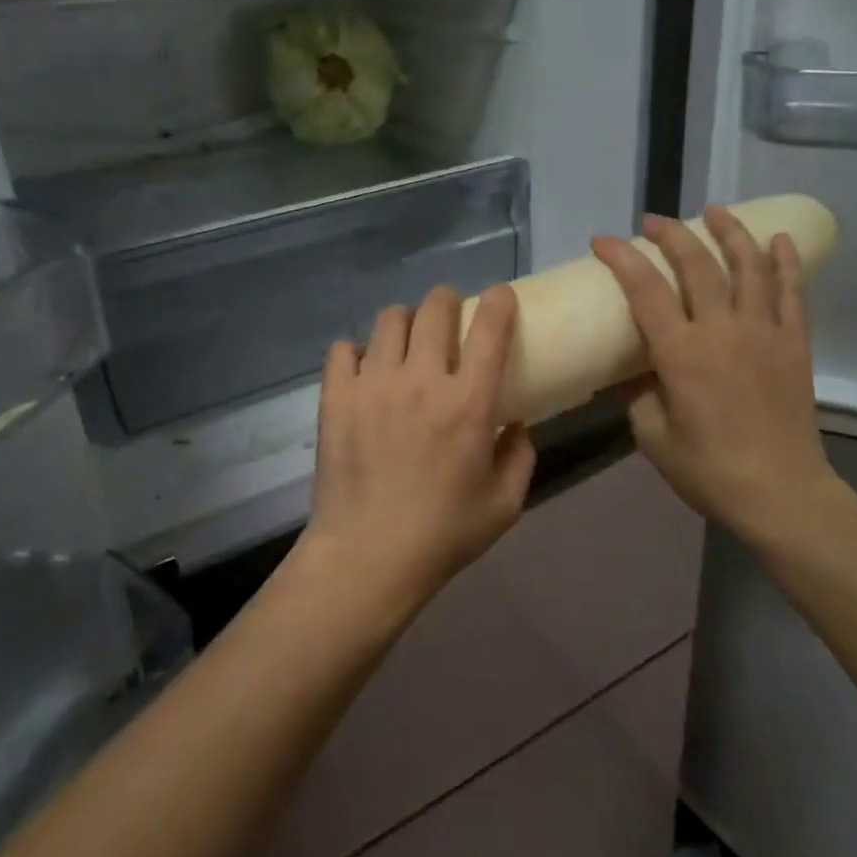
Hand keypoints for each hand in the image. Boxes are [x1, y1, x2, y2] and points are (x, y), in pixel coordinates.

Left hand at [302, 285, 536, 620]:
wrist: (366, 558)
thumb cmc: (442, 535)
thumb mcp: (505, 504)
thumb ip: (520, 457)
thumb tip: (515, 425)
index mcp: (468, 403)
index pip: (489, 328)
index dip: (498, 302)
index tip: (499, 298)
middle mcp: (420, 380)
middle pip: (434, 308)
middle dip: (447, 300)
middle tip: (449, 315)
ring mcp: (373, 385)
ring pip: (389, 320)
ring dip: (405, 322)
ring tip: (405, 342)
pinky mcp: (336, 397)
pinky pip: (343, 349)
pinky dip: (357, 352)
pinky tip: (364, 372)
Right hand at [592, 209, 846, 553]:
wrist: (781, 493)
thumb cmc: (708, 470)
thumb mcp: (652, 436)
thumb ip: (640, 395)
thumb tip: (642, 372)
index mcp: (681, 353)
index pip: (645, 289)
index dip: (621, 258)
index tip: (602, 241)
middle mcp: (722, 330)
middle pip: (697, 265)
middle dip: (671, 235)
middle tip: (652, 222)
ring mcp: (764, 333)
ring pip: (749, 266)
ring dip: (730, 232)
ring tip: (715, 211)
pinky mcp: (794, 344)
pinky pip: (793, 292)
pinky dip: (786, 262)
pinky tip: (780, 240)